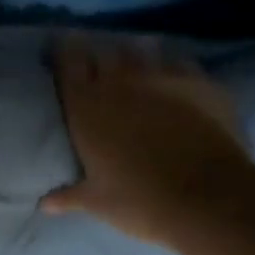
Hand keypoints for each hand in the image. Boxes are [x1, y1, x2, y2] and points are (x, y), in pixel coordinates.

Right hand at [42, 35, 251, 244]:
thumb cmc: (140, 201)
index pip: (66, 60)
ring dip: (135, 58)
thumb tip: (45, 204)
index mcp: (86, 106)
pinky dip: (172, 69)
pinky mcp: (199, 82)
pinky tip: (175, 82)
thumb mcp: (98, 202)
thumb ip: (69, 195)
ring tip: (137, 72)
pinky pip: (179, 63)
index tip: (61, 52)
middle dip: (99, 57)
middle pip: (103, 51)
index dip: (62, 52)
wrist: (209, 199)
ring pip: (141, 50)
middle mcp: (119, 81)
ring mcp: (162, 77)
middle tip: (99, 71)